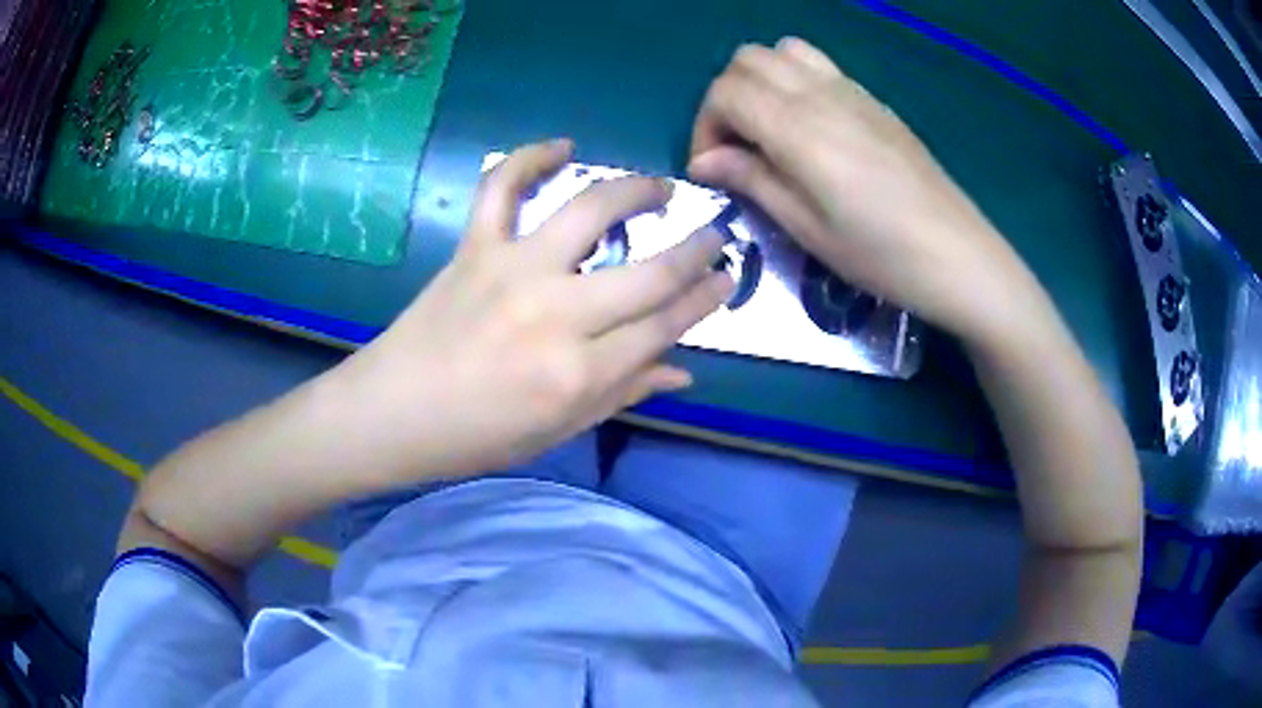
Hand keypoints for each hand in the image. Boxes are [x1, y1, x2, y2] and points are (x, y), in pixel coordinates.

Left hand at [342, 140, 733, 480]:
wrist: (392, 412)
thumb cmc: (476, 436)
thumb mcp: (558, 429)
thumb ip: (624, 393)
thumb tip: (682, 371)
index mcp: (579, 374)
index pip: (666, 325)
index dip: (705, 298)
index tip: (727, 276)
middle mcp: (556, 314)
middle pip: (648, 272)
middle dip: (695, 249)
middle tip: (715, 234)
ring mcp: (512, 270)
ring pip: (590, 210)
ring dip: (636, 189)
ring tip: (661, 186)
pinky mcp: (474, 247)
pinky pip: (501, 186)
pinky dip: (529, 157)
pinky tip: (561, 146)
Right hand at [688, 38, 1045, 343]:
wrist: (959, 255)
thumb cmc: (882, 255)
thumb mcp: (808, 229)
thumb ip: (752, 181)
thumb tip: (705, 161)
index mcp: (799, 129)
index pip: (725, 92)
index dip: (705, 126)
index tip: (711, 168)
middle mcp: (821, 95)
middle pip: (747, 60)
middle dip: (726, 97)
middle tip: (736, 147)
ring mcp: (852, 91)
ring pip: (782, 51)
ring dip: (760, 80)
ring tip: (768, 128)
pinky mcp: (874, 100)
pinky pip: (818, 64)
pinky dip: (794, 80)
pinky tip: (808, 127)